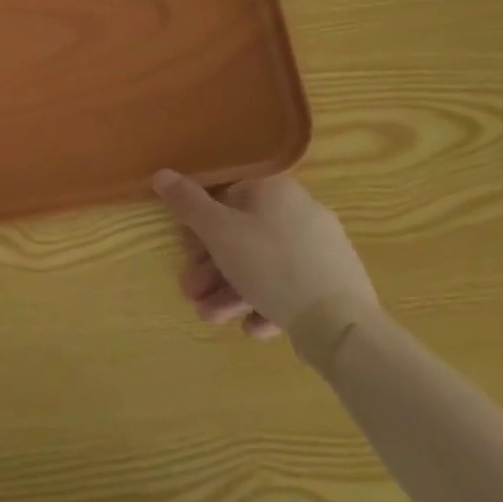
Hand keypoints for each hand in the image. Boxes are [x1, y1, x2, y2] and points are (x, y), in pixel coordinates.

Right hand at [153, 170, 378, 339]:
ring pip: (264, 266)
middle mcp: (301, 212)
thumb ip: (187, 203)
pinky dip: (266, 304)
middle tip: (191, 291)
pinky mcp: (335, 286)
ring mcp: (322, 250)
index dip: (201, 223)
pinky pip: (291, 288)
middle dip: (212, 268)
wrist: (341, 325)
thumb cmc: (270, 264)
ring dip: (231, 291)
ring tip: (211, 318)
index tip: (186, 251)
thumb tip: (162, 173)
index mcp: (275, 190)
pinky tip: (252, 328)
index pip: (228, 195)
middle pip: (243, 236)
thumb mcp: (218, 231)